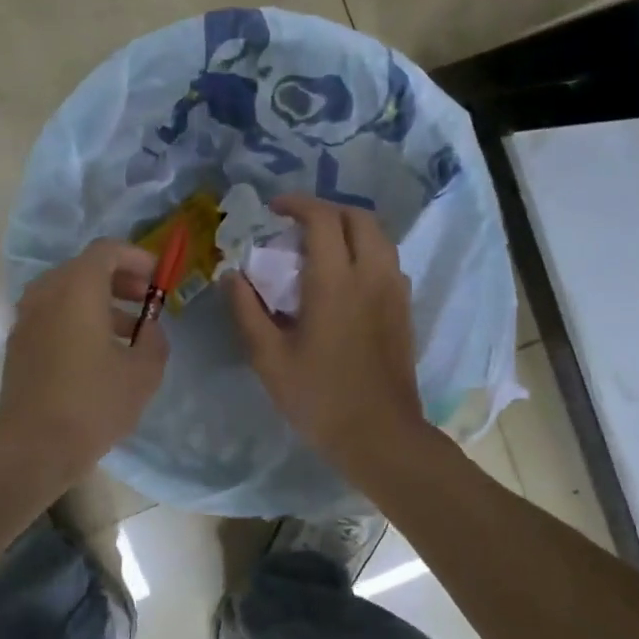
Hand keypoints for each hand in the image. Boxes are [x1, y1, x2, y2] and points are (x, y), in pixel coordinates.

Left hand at [0, 239, 168, 483]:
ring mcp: (27, 318)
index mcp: (77, 289)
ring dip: (100, 302)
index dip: (137, 258)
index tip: (158, 279)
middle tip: (146, 301)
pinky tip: (100, 354)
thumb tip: (149, 330)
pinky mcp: (19, 344)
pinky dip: (79, 319)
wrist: (31, 448)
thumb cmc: (92, 403)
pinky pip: (54, 315)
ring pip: (67, 293)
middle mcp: (46, 293)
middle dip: (120, 279)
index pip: (107, 250)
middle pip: (85, 269)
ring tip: (130, 332)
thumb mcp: (143, 372)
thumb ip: (154, 341)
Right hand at [223, 195, 428, 476]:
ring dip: (349, 228)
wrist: (380, 434)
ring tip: (321, 246)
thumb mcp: (269, 358)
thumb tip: (233, 276)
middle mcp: (371, 274)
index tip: (274, 210)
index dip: (297, 204)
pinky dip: (366, 251)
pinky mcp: (404, 308)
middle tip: (297, 224)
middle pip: (358, 217)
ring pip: (379, 236)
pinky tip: (345, 277)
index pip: (322, 218)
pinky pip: (388, 260)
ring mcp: (394, 290)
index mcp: (335, 282)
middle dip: (327, 210)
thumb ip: (247, 311)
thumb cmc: (319, 397)